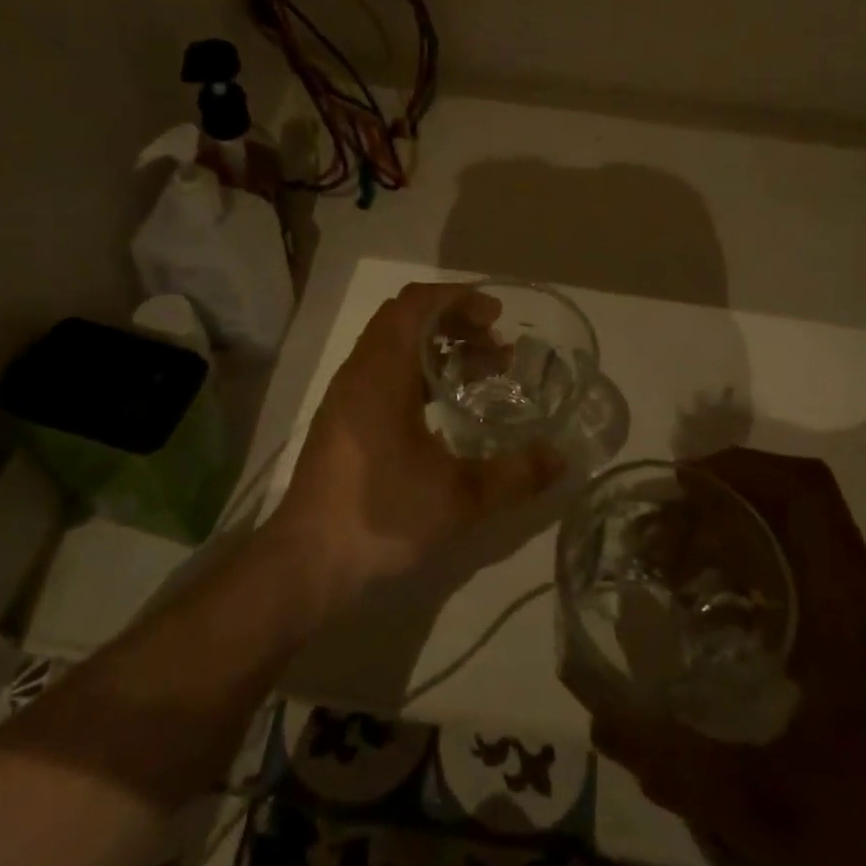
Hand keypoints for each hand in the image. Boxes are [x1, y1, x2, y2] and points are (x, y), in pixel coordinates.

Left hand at [268, 282, 565, 605]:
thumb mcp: (458, 499)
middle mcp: (359, 372)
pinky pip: (384, 373)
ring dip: (437, 348)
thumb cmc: (380, 517)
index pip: (415, 304)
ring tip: (481, 373)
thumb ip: (514, 475)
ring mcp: (346, 397)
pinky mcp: (343, 422)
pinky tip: (446, 409)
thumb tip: (560, 458)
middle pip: (405, 319)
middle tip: (495, 346)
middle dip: (454, 322)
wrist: (305, 565)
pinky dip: (419, 373)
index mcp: (380, 371)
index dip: (458, 299)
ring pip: (393, 347)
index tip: (496, 317)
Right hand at [570, 449, 865, 865]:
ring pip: (802, 536)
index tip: (681, 483)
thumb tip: (597, 720)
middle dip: (721, 500)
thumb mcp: (771, 816)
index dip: (741, 467)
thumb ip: (678, 768)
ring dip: (737, 531)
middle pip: (795, 503)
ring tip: (676, 569)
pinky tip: (719, 618)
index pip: (806, 492)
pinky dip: (756, 567)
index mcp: (851, 608)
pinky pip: (808, 572)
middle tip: (659, 533)